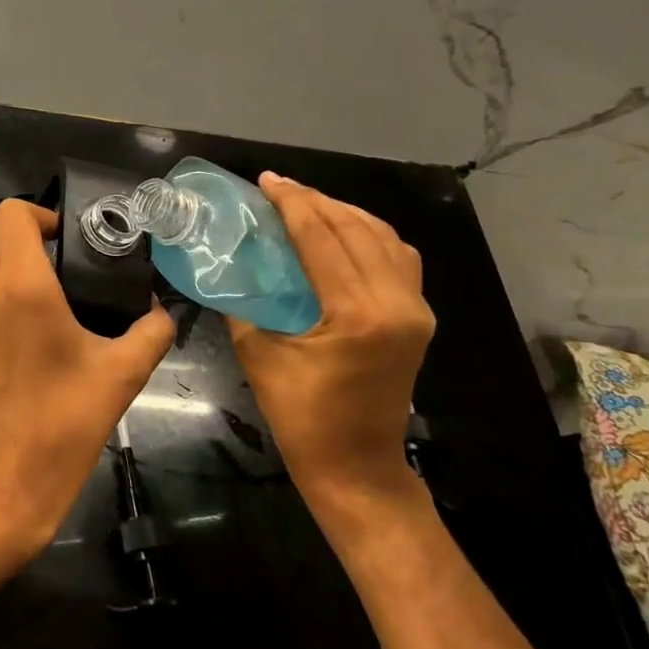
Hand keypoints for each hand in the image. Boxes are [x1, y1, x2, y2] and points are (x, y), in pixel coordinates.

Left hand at [0, 200, 174, 559]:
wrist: (4, 483)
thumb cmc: (64, 424)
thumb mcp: (122, 375)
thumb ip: (151, 332)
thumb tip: (161, 311)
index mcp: (22, 287)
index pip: (12, 214)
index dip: (40, 214)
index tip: (65, 238)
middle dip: (19, 227)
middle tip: (52, 253)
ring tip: (30, 277)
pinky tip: (10, 314)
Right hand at [227, 174, 434, 507]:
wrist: (358, 468)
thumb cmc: (303, 419)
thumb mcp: (260, 357)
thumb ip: (244, 305)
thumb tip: (229, 266)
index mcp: (357, 314)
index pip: (321, 239)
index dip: (291, 204)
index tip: (266, 180)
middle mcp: (396, 303)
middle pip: (355, 229)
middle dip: (314, 200)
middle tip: (279, 187)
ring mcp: (415, 309)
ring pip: (383, 237)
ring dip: (344, 213)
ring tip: (307, 203)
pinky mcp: (419, 317)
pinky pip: (398, 257)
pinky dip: (369, 234)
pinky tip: (343, 232)